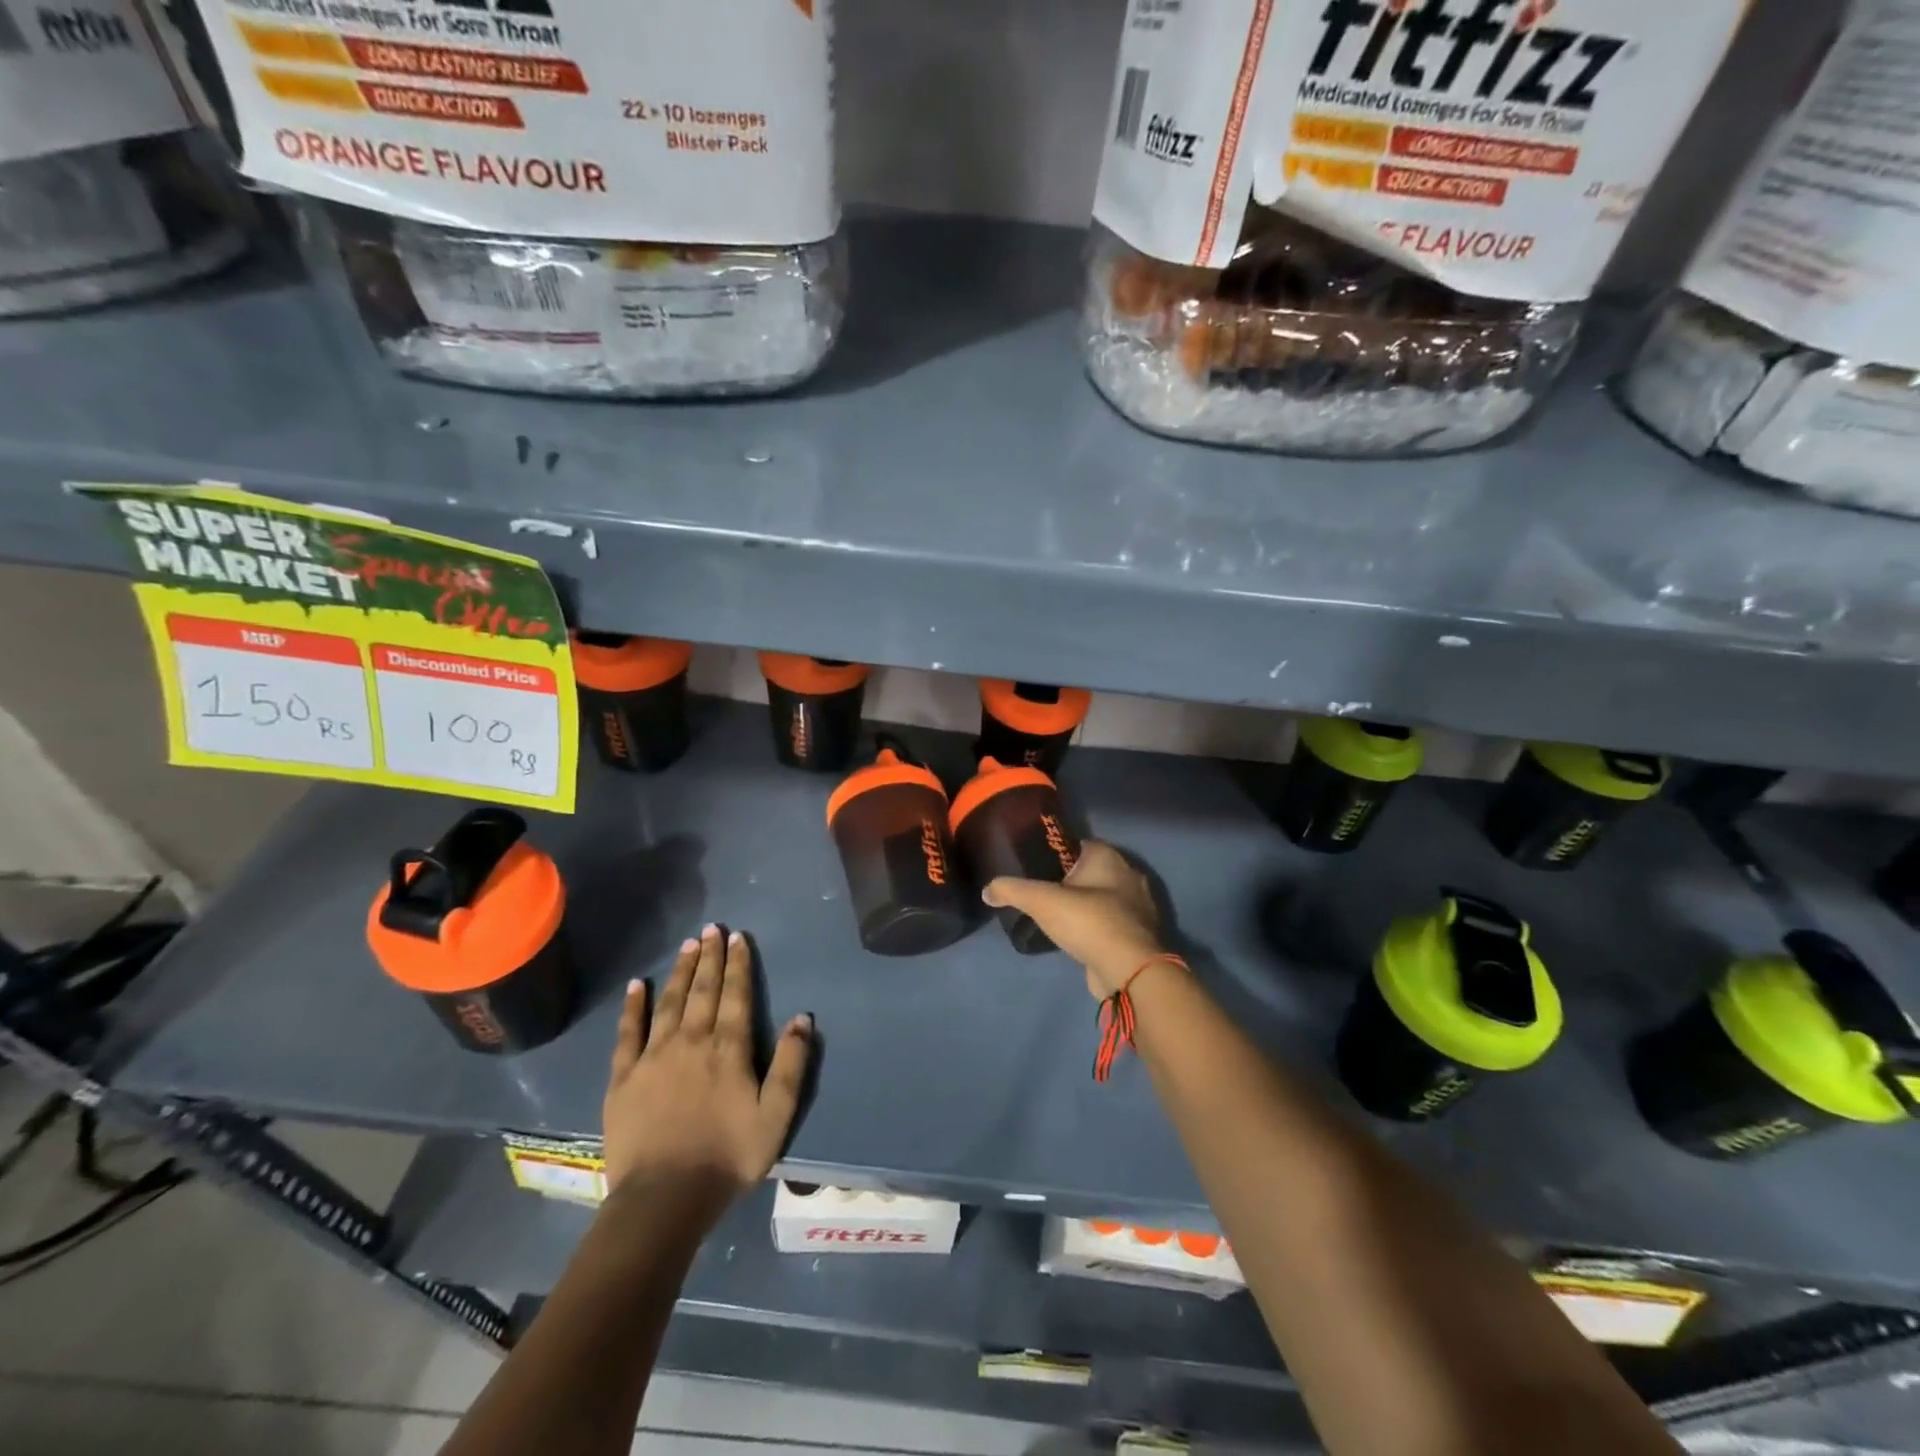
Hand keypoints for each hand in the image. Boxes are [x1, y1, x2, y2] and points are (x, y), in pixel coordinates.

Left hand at [603, 924, 812, 1214]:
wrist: (664, 1199)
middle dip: (709, 957)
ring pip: (670, 1002)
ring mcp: (654, 1057)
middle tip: (712, 928)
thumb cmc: (728, 1157)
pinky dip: (633, 1006)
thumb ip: (791, 1065)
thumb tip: (803, 1018)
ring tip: (687, 945)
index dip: (738, 964)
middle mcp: (692, 1041)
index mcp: (728, 1049)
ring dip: (680, 972)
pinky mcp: (624, 1077)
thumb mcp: (776, 1116)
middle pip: (703, 990)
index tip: (738, 937)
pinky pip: (628, 1032)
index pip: (736, 995)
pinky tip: (638, 985)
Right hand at [982, 840, 1165, 998]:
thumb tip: (987, 890)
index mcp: (1108, 856)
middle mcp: (1128, 875)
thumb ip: (1012, 890)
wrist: (1129, 970)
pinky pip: (1110, 922)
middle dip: (1068, 880)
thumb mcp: (1041, 901)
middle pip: (1090, 871)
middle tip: (1040, 893)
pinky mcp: (1138, 934)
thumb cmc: (1088, 921)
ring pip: (1102, 898)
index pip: (1077, 844)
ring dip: (1083, 906)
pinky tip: (1076, 938)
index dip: (1055, 853)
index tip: (1034, 866)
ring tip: (1054, 917)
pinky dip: (1095, 927)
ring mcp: (1137, 906)